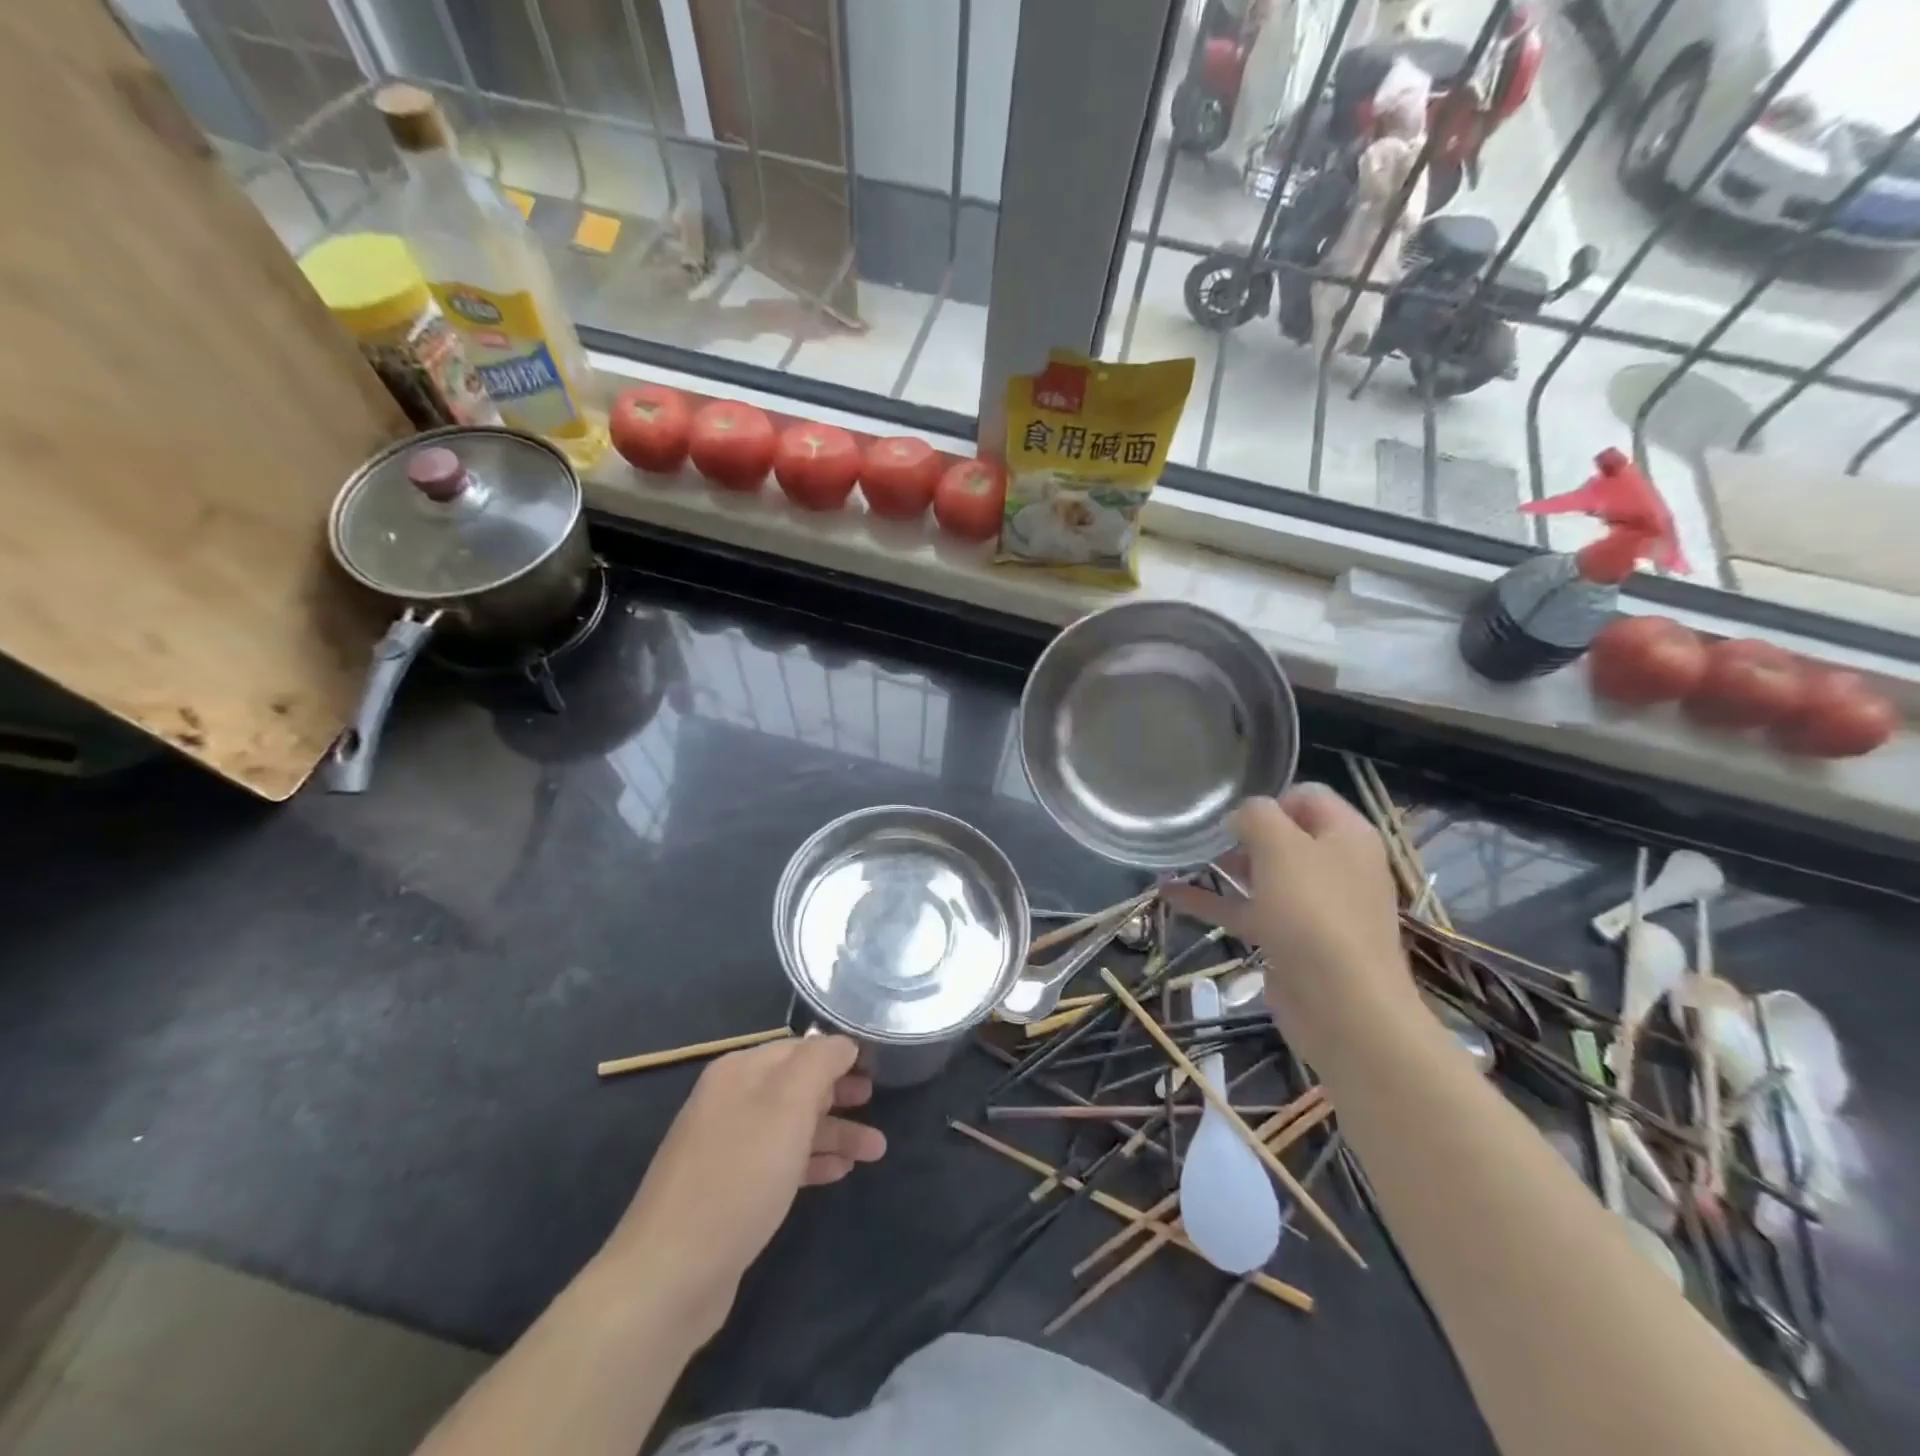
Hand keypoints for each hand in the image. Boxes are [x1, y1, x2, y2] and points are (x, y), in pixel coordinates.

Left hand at [600, 1035, 885, 1340]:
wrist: (670, 1274)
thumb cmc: (738, 1176)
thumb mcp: (788, 1105)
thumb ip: (819, 1063)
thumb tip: (842, 1043)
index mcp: (739, 1071)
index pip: (799, 1047)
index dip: (838, 1054)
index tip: (876, 1066)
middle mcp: (730, 1100)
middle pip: (796, 1086)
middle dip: (839, 1094)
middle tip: (877, 1102)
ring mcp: (726, 1147)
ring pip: (791, 1127)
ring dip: (834, 1133)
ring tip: (876, 1150)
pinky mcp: (728, 1191)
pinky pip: (779, 1162)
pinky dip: (811, 1162)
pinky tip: (839, 1173)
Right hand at [1165, 785, 1415, 1043]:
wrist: (1343, 1006)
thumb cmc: (1314, 912)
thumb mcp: (1281, 846)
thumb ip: (1256, 816)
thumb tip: (1241, 817)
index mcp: (1347, 836)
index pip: (1307, 795)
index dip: (1269, 798)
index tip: (1233, 816)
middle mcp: (1336, 867)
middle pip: (1284, 836)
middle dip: (1242, 834)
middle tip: (1205, 840)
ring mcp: (1315, 907)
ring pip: (1263, 875)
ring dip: (1223, 867)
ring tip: (1180, 859)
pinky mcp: (1292, 941)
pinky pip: (1248, 910)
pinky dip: (1214, 902)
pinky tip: (1170, 895)